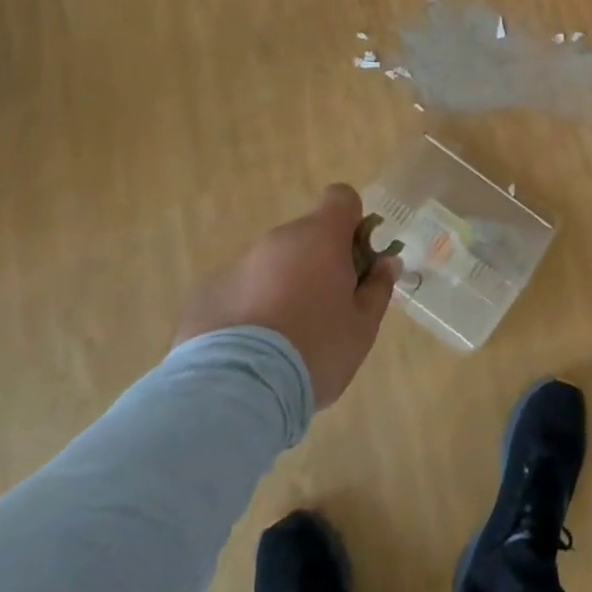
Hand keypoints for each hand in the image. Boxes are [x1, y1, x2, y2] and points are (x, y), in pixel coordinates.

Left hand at [173, 184, 399, 406]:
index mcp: (321, 238)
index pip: (341, 198)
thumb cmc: (314, 351)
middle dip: (316, 262)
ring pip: (270, 263)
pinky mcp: (204, 294)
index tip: (355, 259)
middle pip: (305, 236)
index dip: (352, 222)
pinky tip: (248, 350)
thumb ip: (377, 288)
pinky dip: (247, 308)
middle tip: (323, 309)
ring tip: (282, 338)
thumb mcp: (362, 327)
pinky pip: (238, 290)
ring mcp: (237, 264)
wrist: (235, 392)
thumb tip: (387, 262)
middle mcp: (277, 239)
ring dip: (281, 285)